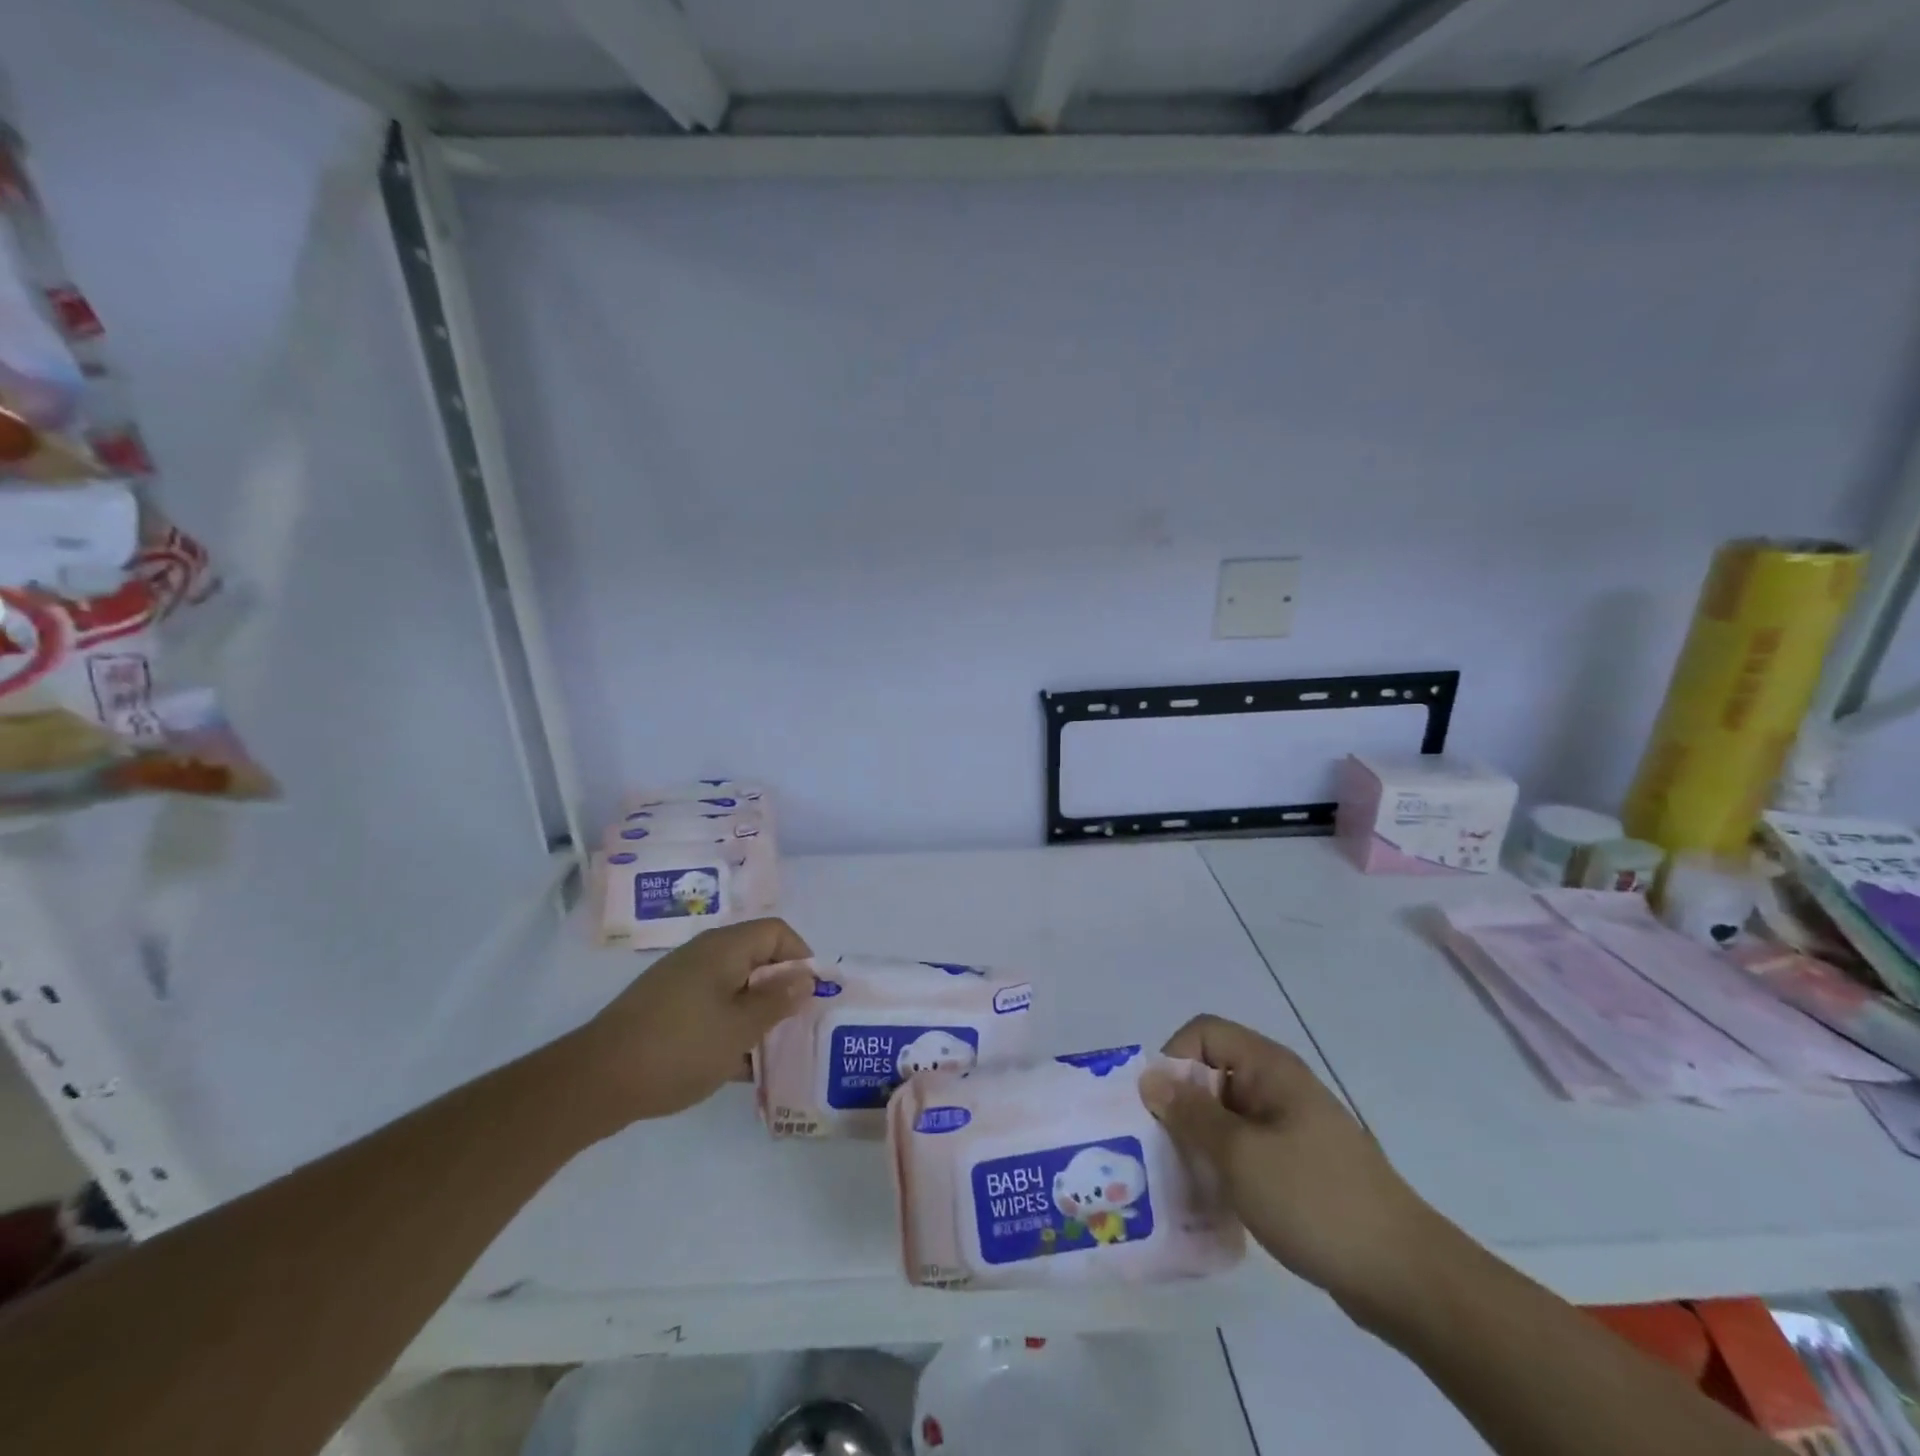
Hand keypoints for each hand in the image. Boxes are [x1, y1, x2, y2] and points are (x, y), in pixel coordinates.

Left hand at [570, 918, 815, 1129]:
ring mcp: (682, 983)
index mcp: (724, 948)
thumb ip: (778, 1001)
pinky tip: (739, 1066)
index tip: (810, 995)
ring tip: (773, 1051)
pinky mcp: (666, 1010)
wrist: (595, 1082)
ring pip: (735, 988)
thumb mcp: (740, 1028)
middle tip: (797, 1026)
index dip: (800, 956)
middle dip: (781, 990)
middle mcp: (704, 956)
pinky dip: (730, 1029)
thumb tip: (806, 976)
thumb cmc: (679, 1047)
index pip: (776, 931)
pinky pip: (712, 1009)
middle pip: (757, 959)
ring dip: (757, 1014)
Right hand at [1139, 1014, 1455, 1325]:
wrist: (1405, 1277)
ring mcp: (1293, 1127)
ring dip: (1200, 1141)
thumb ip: (1190, 1114)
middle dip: (1181, 1106)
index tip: (1159, 1108)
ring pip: (1227, 1115)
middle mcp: (1280, 1086)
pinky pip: (1247, 1149)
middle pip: (1212, 1073)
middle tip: (1160, 1151)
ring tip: (1181, 1181)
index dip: (1174, 1059)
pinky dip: (1225, 1167)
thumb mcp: (1239, 1155)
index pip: (1204, 1033)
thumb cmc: (1315, 1200)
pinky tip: (1214, 1203)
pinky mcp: (1300, 1166)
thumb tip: (1149, 1077)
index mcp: (1270, 1068)